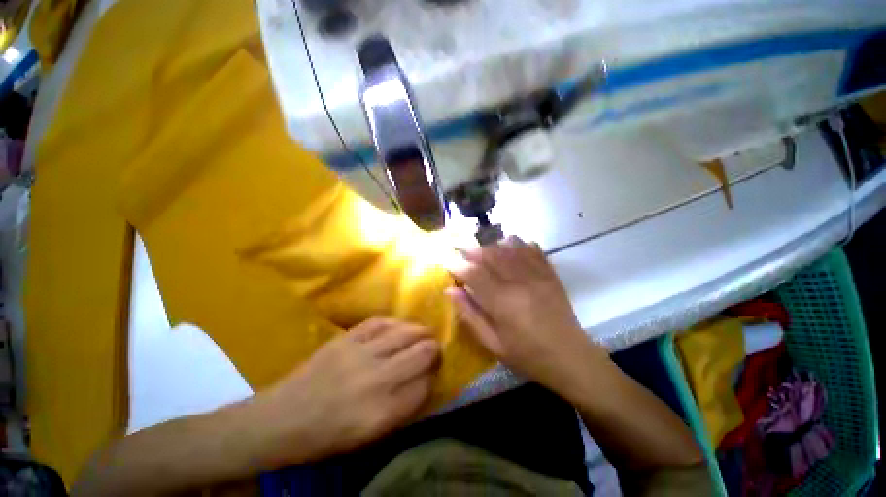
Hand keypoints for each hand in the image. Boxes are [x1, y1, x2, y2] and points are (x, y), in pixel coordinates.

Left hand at [251, 318, 439, 465]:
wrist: (282, 419)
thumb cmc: (328, 434)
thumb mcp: (370, 435)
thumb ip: (403, 407)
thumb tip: (426, 380)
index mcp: (382, 412)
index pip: (425, 385)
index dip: (435, 375)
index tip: (436, 370)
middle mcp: (376, 380)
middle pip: (421, 353)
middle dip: (434, 348)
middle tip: (435, 348)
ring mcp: (360, 354)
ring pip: (405, 333)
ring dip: (420, 331)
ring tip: (425, 333)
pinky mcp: (346, 338)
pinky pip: (380, 322)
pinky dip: (396, 322)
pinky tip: (401, 325)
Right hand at [447, 237, 607, 395]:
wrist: (571, 358)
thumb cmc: (528, 355)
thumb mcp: (493, 343)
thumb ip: (470, 315)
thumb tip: (450, 291)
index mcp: (503, 302)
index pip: (474, 274)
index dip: (458, 265)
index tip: (448, 262)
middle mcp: (519, 282)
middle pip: (492, 255)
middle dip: (473, 250)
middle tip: (461, 249)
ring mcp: (538, 276)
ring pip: (511, 249)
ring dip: (493, 244)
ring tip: (483, 247)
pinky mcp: (550, 275)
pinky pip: (534, 250)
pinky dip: (520, 243)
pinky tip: (511, 243)